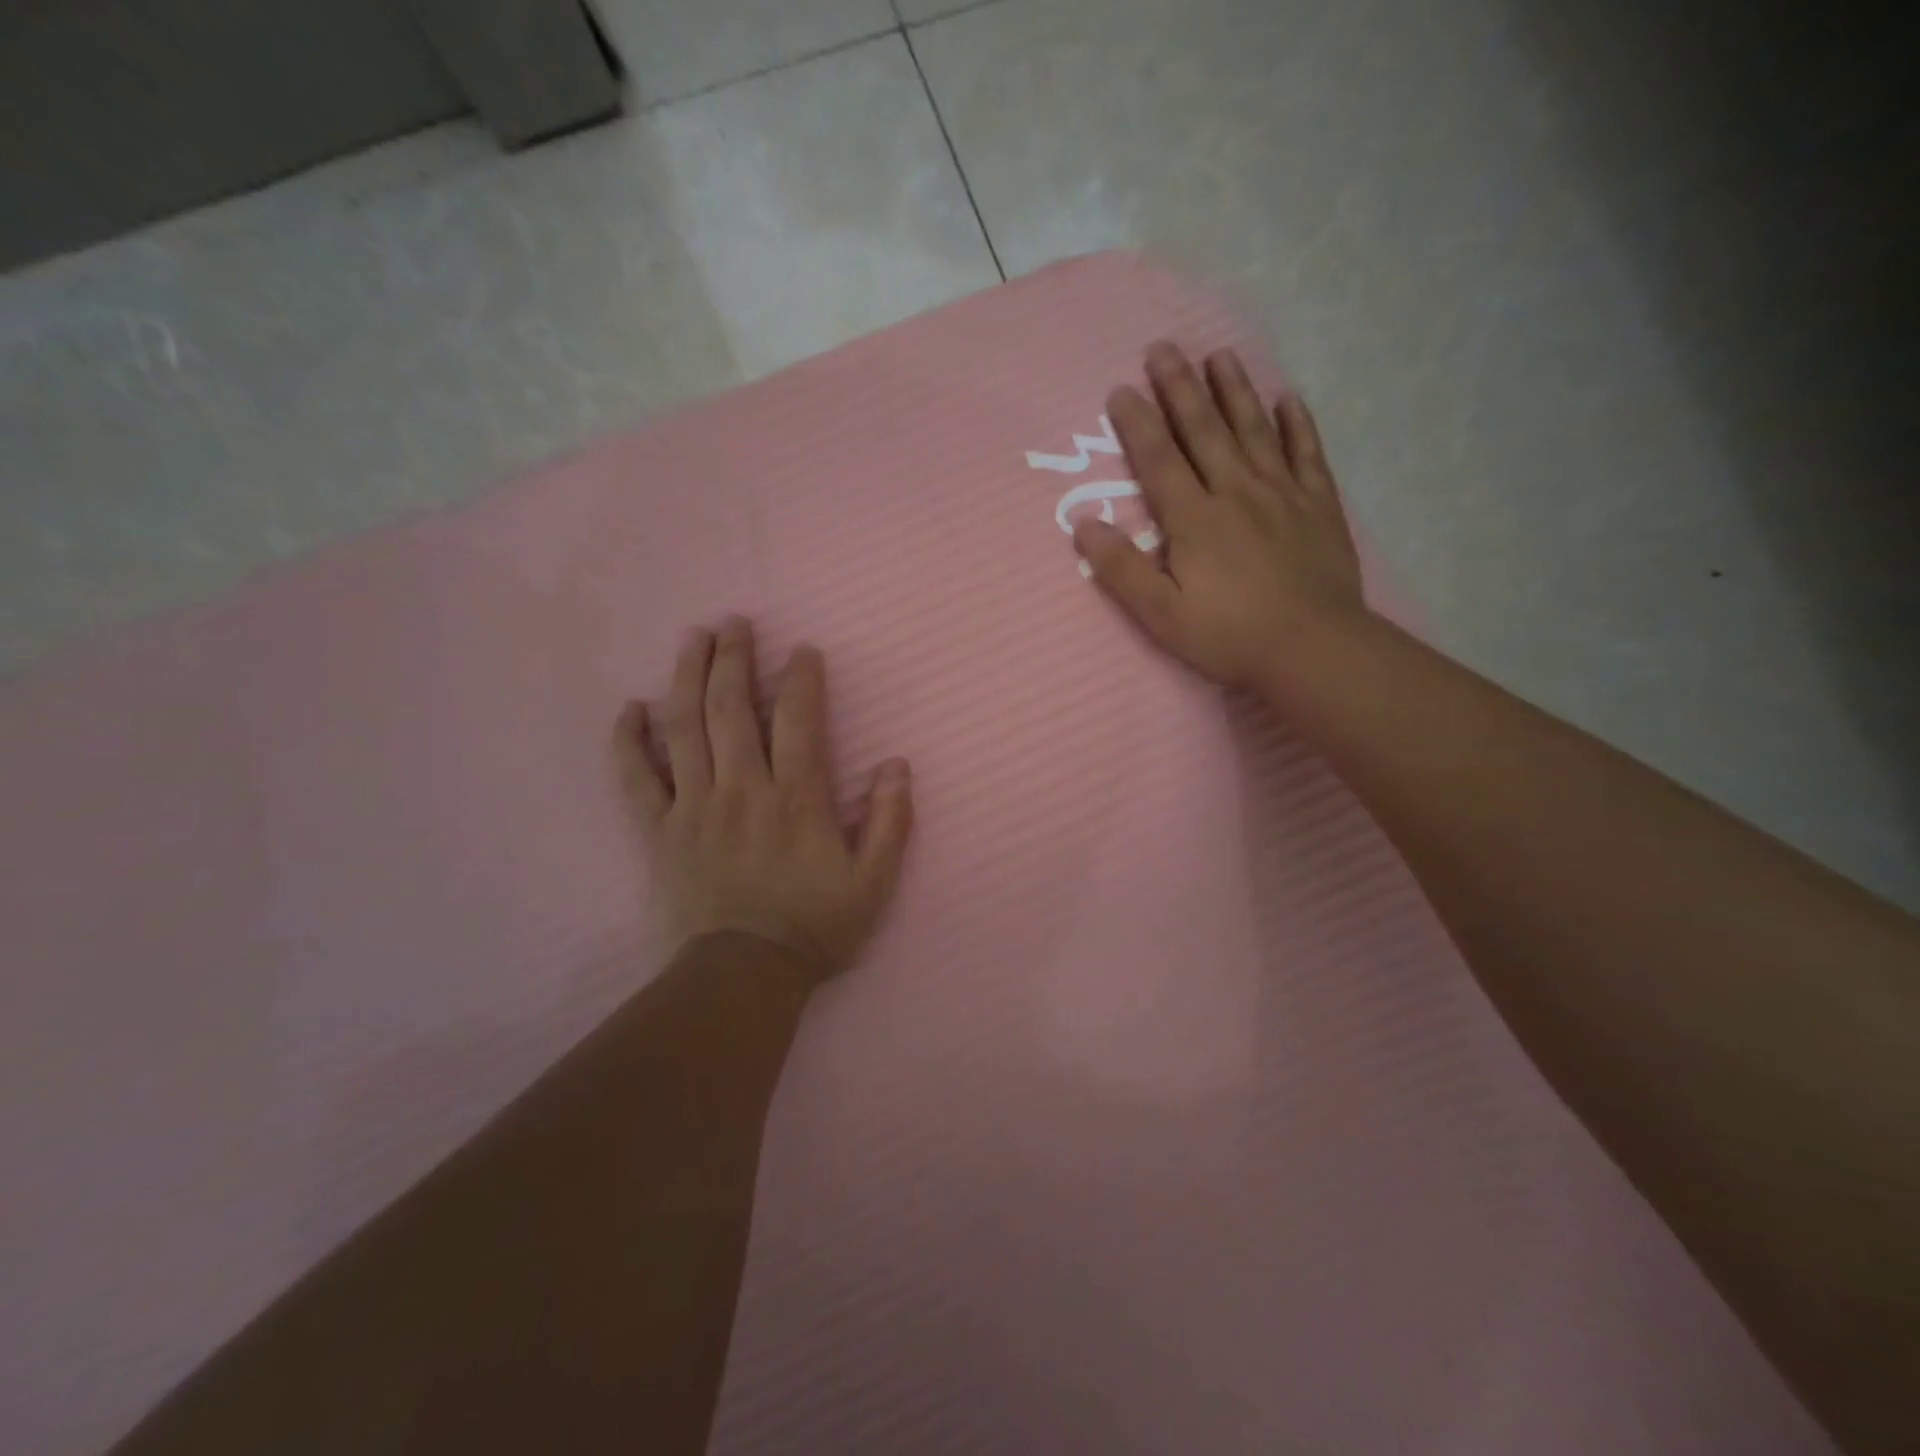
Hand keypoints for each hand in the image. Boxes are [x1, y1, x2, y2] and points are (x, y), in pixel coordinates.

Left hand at [612, 619, 913, 986]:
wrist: (742, 975)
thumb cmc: (813, 927)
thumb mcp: (872, 883)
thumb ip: (888, 822)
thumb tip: (896, 766)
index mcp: (796, 799)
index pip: (798, 720)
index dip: (801, 679)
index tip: (802, 650)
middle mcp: (743, 790)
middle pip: (732, 709)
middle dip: (734, 659)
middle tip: (733, 622)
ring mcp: (695, 807)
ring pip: (685, 729)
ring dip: (687, 677)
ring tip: (692, 639)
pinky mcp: (659, 831)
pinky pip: (636, 778)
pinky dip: (629, 740)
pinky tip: (630, 707)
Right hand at [1073, 341, 1367, 690]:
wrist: (1312, 648)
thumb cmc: (1228, 636)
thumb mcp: (1161, 614)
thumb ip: (1121, 569)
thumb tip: (1083, 526)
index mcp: (1194, 518)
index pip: (1159, 459)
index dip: (1138, 422)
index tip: (1120, 389)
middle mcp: (1236, 491)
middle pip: (1204, 430)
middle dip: (1180, 387)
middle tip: (1164, 347)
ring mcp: (1282, 493)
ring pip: (1254, 429)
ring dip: (1234, 390)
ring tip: (1219, 355)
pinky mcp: (1318, 505)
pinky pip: (1307, 452)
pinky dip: (1297, 423)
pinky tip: (1288, 399)